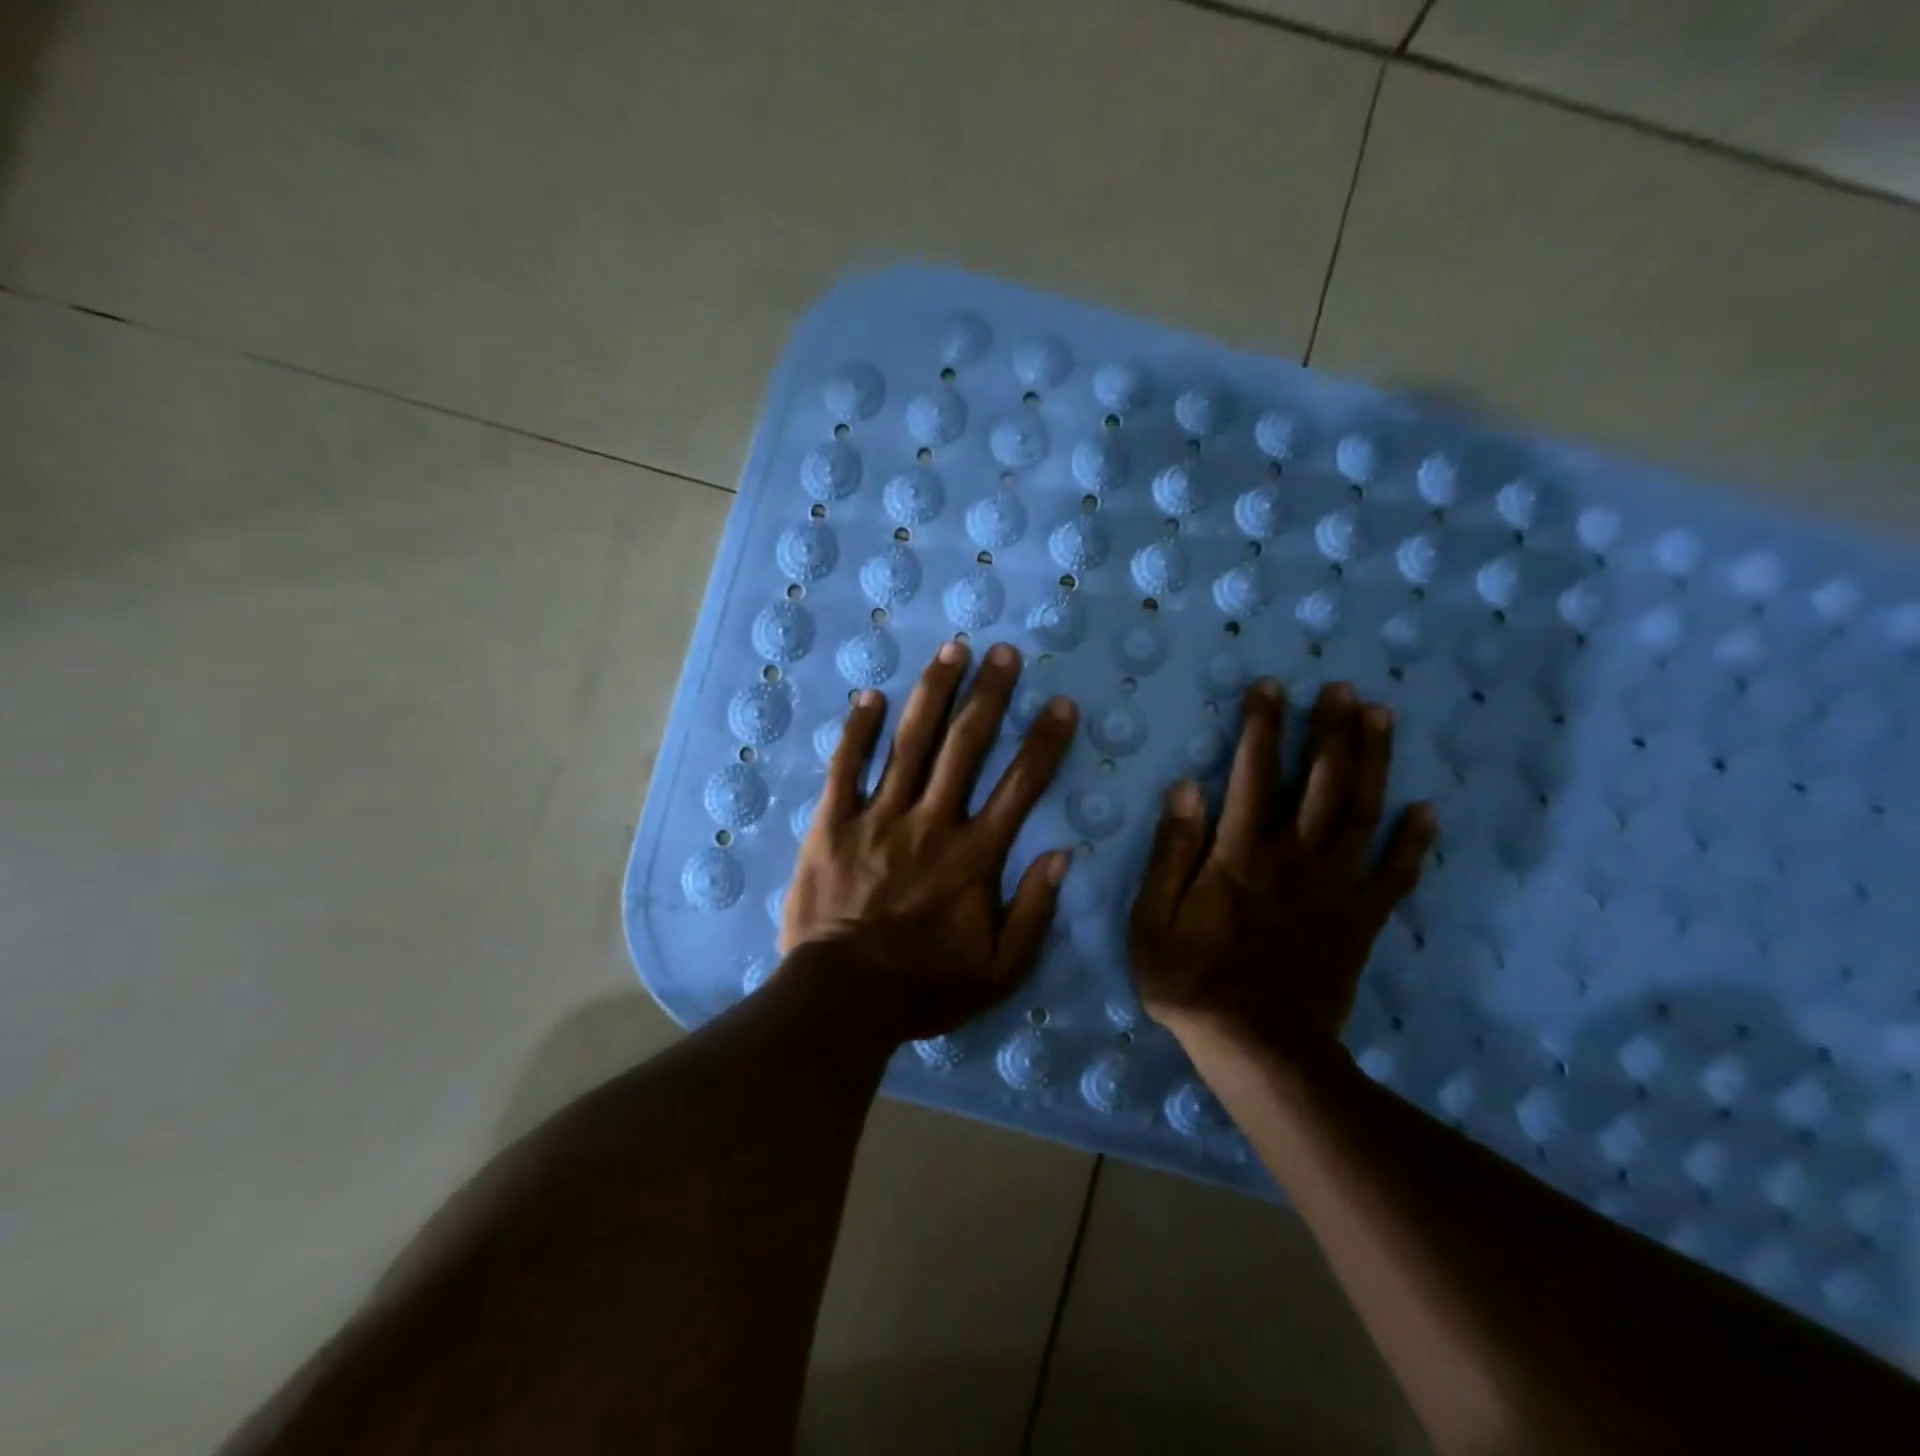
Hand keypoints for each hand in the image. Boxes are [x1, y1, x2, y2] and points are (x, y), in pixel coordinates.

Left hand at [780, 640, 1077, 1041]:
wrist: (842, 999)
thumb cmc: (924, 987)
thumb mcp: (999, 971)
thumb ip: (1035, 913)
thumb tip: (1063, 855)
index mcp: (974, 856)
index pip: (1020, 786)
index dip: (1044, 741)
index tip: (1060, 704)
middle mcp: (931, 822)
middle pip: (965, 746)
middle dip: (988, 694)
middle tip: (1002, 652)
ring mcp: (878, 818)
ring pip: (910, 743)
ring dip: (933, 693)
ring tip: (951, 650)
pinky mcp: (832, 823)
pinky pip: (846, 767)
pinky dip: (858, 730)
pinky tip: (870, 695)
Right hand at [1127, 679, 1435, 1063]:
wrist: (1258, 1048)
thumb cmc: (1191, 980)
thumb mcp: (1152, 918)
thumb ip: (1170, 852)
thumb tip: (1186, 789)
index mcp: (1240, 854)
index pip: (1252, 774)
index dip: (1262, 726)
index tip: (1270, 687)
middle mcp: (1294, 858)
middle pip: (1320, 781)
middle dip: (1330, 729)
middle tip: (1341, 688)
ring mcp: (1335, 888)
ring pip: (1361, 813)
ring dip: (1373, 762)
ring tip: (1380, 717)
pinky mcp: (1361, 920)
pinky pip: (1395, 875)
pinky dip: (1413, 842)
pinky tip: (1426, 810)